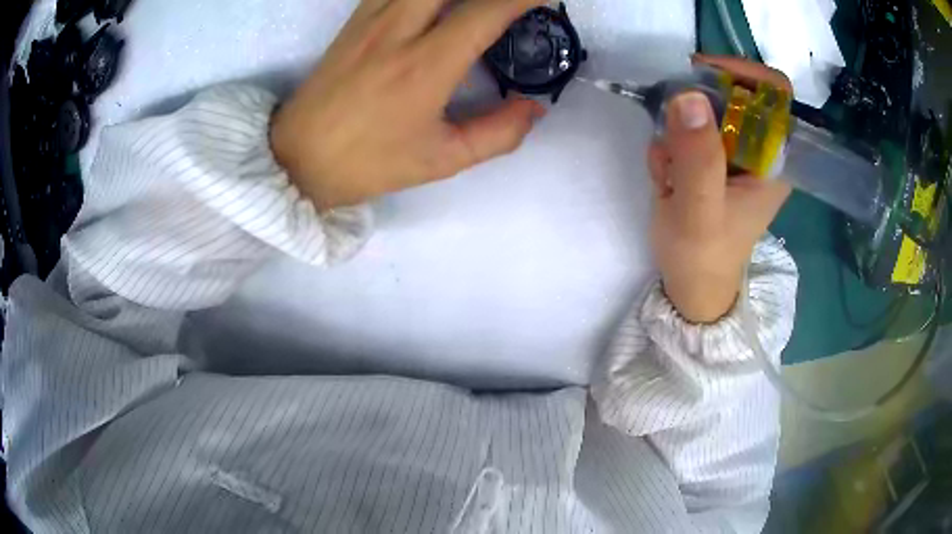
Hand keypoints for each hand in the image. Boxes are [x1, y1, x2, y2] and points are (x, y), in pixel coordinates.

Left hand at [271, 0, 546, 209]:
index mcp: (426, 65)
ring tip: (476, 4)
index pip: (487, 11)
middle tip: (510, 2)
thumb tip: (534, 106)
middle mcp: (399, 28)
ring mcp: (372, 18)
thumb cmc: (368, 162)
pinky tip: (436, 4)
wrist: (296, 158)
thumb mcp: (442, 160)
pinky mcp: (355, 18)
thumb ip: (499, 134)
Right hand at [649, 55, 792, 322]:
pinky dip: (669, 146)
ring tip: (668, 174)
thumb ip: (699, 158)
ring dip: (675, 134)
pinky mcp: (713, 159)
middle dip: (693, 111)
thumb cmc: (703, 257)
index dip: (742, 72)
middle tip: (671, 137)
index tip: (702, 74)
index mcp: (774, 159)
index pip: (774, 92)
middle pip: (730, 94)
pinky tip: (665, 179)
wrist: (690, 286)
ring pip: (701, 111)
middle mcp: (759, 149)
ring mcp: (734, 153)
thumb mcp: (699, 212)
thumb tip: (688, 95)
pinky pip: (686, 130)